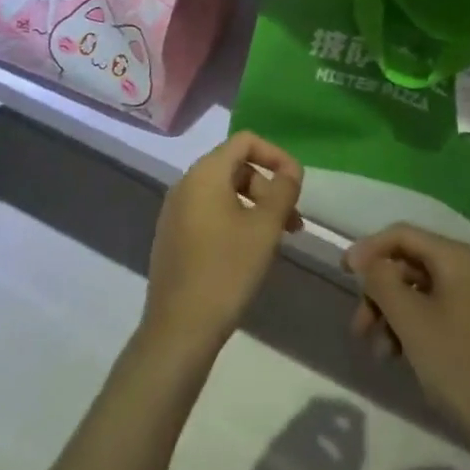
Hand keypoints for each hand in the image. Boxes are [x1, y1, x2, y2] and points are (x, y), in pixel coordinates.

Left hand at [143, 133, 303, 356]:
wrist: (179, 329)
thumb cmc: (226, 270)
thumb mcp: (265, 228)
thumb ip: (283, 190)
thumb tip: (291, 170)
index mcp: (205, 173)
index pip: (245, 141)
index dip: (276, 155)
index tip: (297, 183)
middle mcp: (185, 183)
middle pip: (235, 166)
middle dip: (268, 186)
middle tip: (292, 220)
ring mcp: (175, 211)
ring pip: (223, 193)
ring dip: (254, 206)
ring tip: (277, 239)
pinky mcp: (173, 236)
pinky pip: (209, 213)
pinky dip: (234, 220)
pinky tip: (249, 252)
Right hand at [345, 225, 469, 450]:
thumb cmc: (459, 365)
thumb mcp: (411, 321)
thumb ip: (382, 281)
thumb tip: (367, 261)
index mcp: (458, 258)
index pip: (403, 235)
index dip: (369, 249)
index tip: (343, 273)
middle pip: (410, 264)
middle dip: (379, 292)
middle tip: (358, 325)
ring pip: (420, 291)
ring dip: (392, 314)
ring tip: (377, 351)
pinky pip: (436, 311)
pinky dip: (412, 327)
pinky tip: (398, 357)